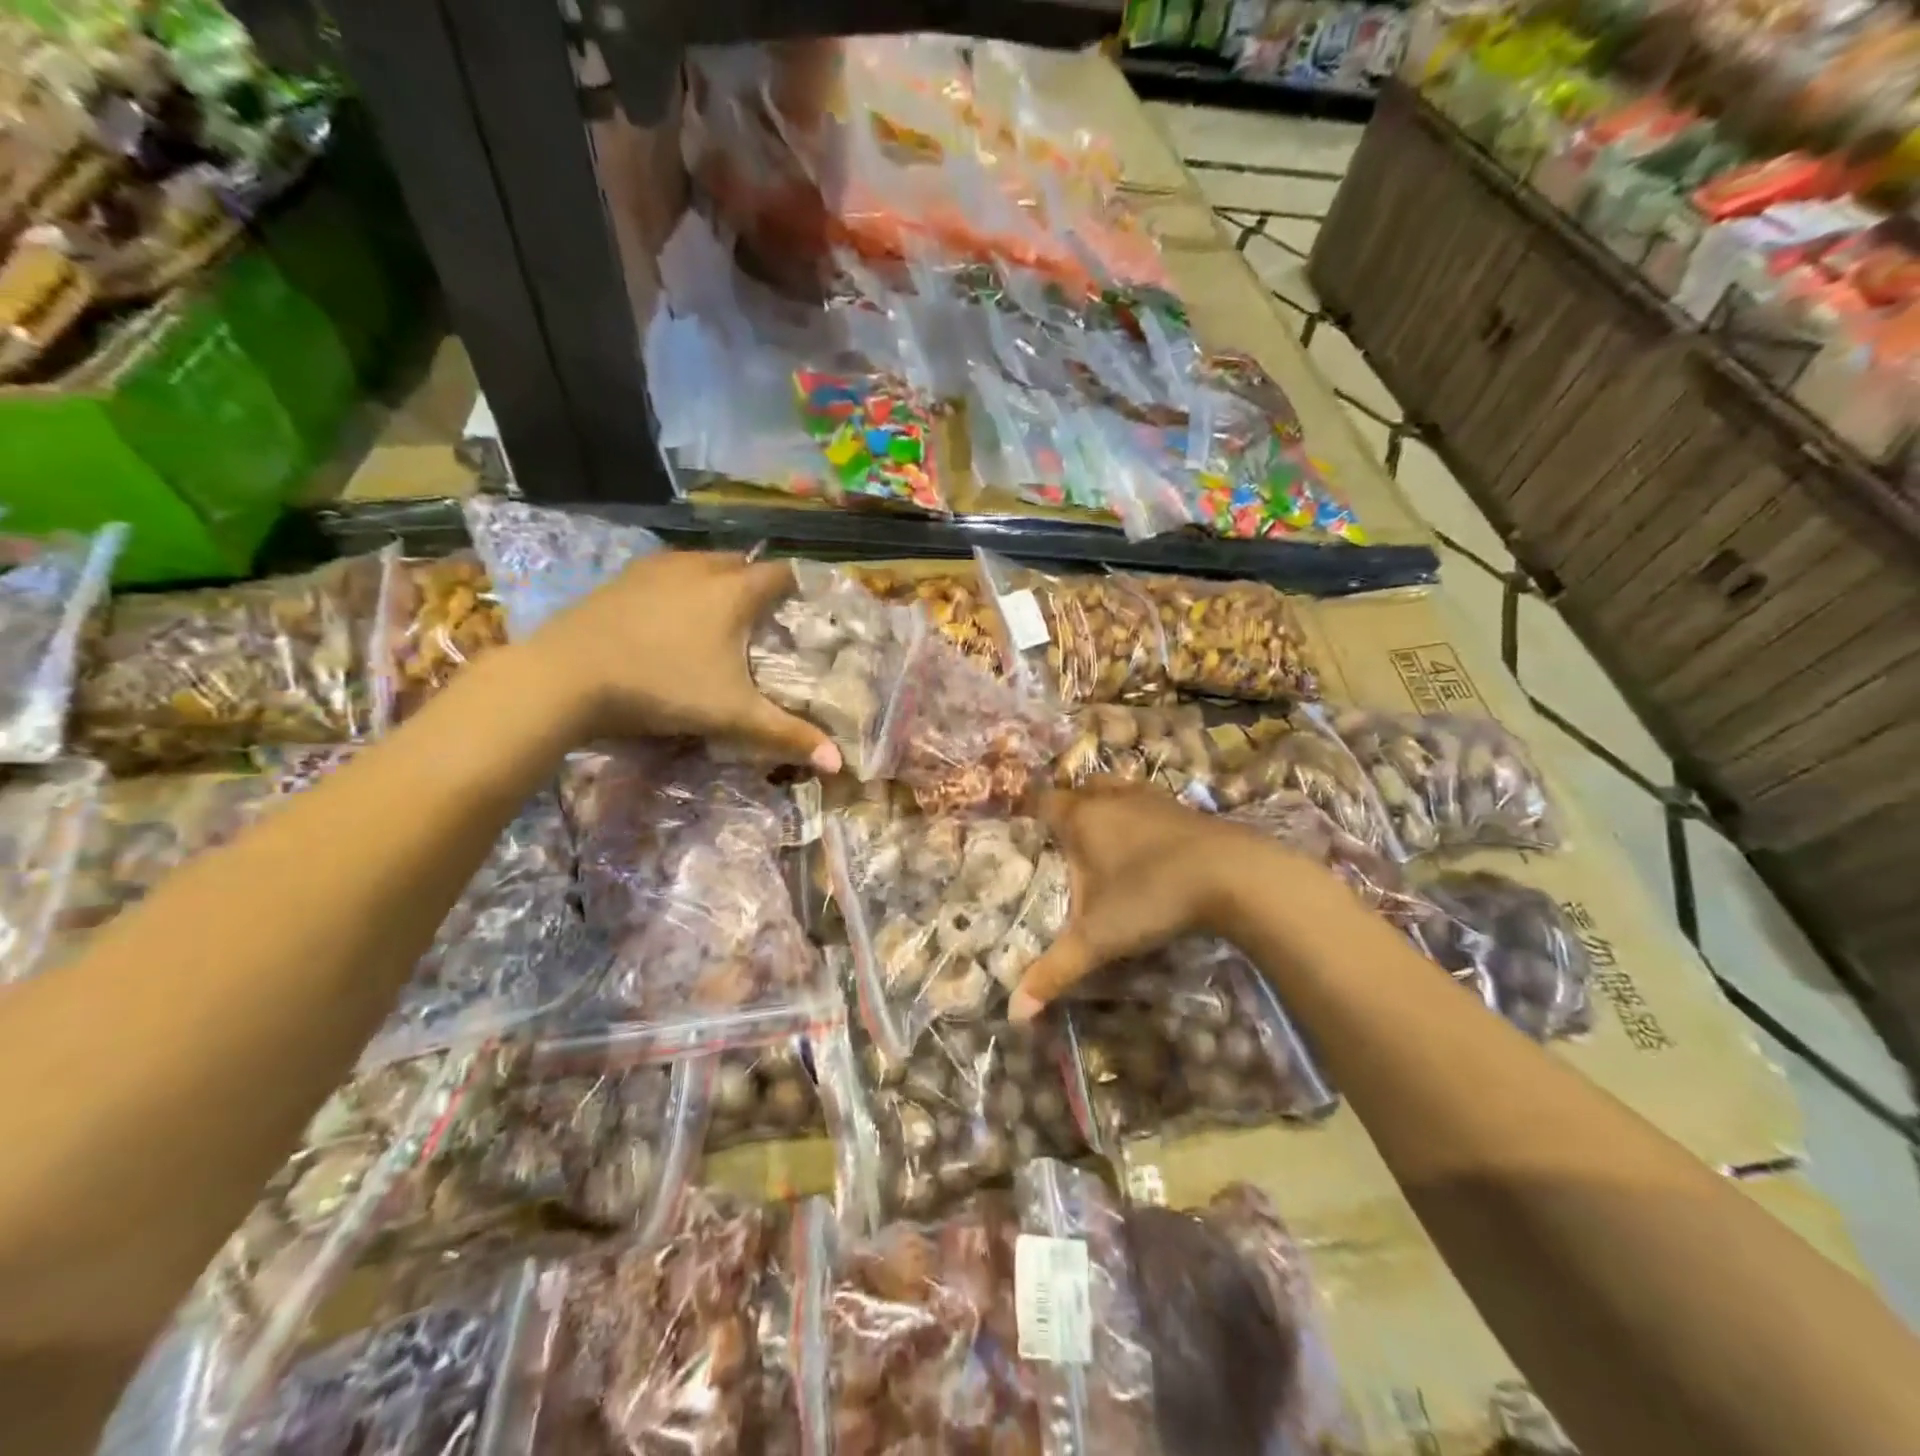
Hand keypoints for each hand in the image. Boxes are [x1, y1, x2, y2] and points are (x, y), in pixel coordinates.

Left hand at [531, 552, 842, 771]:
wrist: (566, 676)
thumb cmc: (663, 687)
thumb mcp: (731, 715)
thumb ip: (786, 734)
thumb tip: (838, 763)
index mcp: (733, 591)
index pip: (782, 573)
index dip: (800, 586)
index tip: (808, 607)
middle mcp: (699, 568)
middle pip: (743, 563)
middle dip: (759, 583)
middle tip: (767, 617)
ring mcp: (655, 569)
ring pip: (702, 563)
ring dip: (719, 581)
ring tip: (723, 615)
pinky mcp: (621, 579)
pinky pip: (667, 572)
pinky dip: (682, 587)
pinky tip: (672, 618)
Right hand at [1009, 782, 1287, 1020]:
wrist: (1234, 875)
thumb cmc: (1152, 897)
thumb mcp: (1098, 939)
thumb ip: (1055, 971)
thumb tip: (1015, 1013)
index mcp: (1082, 817)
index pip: (1043, 801)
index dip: (1030, 813)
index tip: (1023, 831)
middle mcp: (1112, 798)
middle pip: (1080, 789)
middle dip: (1068, 807)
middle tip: (1062, 839)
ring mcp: (1151, 798)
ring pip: (1116, 789)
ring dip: (1106, 806)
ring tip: (1102, 837)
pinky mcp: (1184, 808)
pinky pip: (1148, 802)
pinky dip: (1139, 817)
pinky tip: (1146, 845)